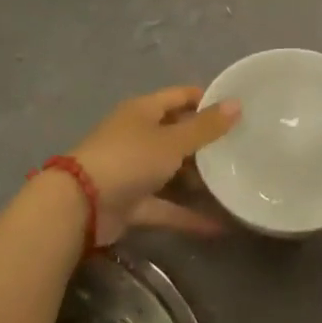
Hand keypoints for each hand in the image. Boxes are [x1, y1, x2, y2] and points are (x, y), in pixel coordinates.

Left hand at [66, 86, 239, 243]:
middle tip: (241, 148)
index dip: (206, 99)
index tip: (237, 108)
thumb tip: (237, 103)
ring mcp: (133, 170)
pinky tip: (219, 226)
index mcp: (144, 111)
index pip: (180, 96)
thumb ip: (205, 127)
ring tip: (234, 183)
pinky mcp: (131, 202)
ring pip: (172, 171)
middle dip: (206, 142)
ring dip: (198, 180)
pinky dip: (187, 214)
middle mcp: (138, 136)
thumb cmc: (129, 159)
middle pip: (177, 133)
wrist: (80, 205)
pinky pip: (165, 205)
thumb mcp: (172, 141)